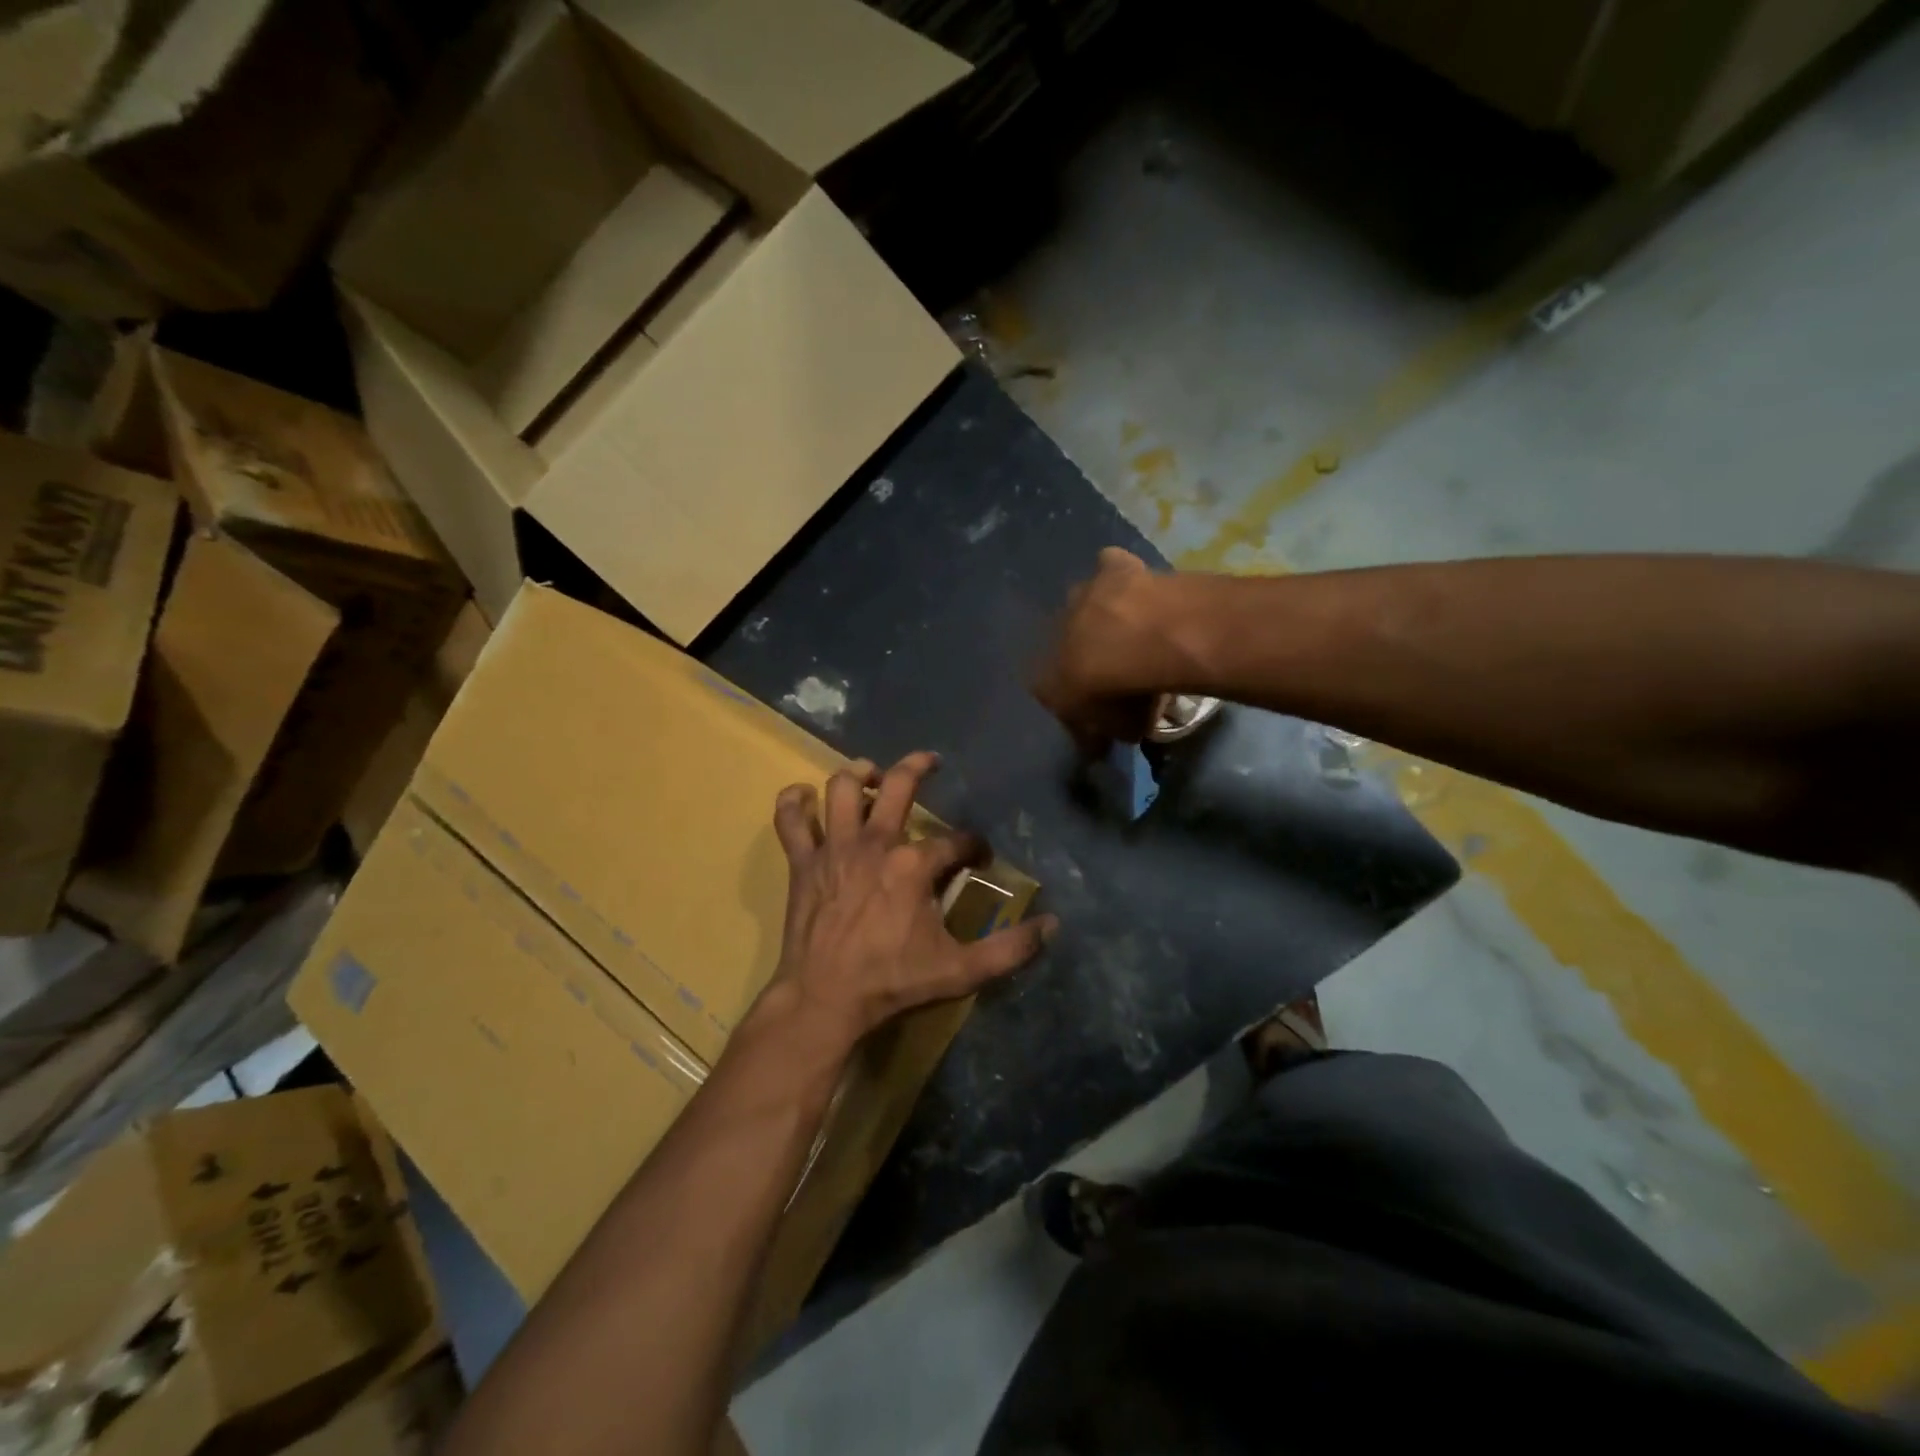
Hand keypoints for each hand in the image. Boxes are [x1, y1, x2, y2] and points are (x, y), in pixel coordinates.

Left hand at [769, 751, 1055, 1043]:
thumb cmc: (892, 981)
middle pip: (899, 786)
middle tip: (931, 763)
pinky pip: (791, 820)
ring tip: (871, 774)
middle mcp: (875, 843)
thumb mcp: (960, 971)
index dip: (973, 846)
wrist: (823, 999)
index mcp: (914, 865)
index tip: (978, 858)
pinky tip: (803, 796)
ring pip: (842, 788)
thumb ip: (1009, 949)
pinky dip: (794, 802)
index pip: (956, 841)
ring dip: (858, 774)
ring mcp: (835, 849)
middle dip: (919, 767)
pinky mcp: (803, 863)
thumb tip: (1051, 926)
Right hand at [1033, 548, 1194, 753]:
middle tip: (1113, 666)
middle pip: (1065, 645)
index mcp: (1045, 676)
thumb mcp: (1118, 729)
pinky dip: (1118, 574)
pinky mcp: (1112, 569)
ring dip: (1099, 615)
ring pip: (1082, 604)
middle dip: (1083, 653)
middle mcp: (1054, 632)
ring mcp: (1082, 596)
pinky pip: (1109, 568)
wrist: (1146, 640)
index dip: (1074, 702)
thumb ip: (1106, 733)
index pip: (1050, 694)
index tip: (1094, 710)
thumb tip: (1100, 744)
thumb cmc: (1125, 694)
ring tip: (1130, 629)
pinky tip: (1137, 588)